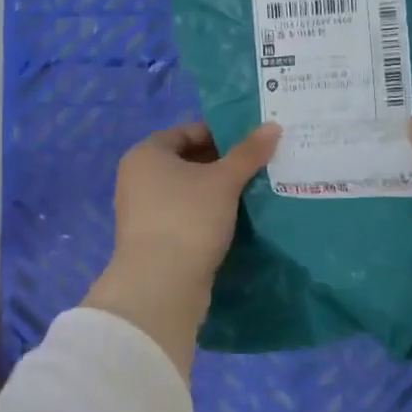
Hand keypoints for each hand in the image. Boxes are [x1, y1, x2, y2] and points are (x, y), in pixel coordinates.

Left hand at [83, 122, 280, 375]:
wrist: (160, 285)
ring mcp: (143, 211)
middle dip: (222, 163)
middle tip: (258, 166)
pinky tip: (235, 220)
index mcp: (146, 154)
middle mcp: (138, 178)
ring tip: (253, 191)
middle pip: (186, 161)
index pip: (186, 131)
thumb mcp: (224, 181)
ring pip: (187, 191)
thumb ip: (248, 152)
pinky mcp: (154, 240)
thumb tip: (273, 126)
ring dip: (216, 191)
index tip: (252, 143)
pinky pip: (185, 215)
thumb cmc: (188, 218)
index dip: (220, 133)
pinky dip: (207, 214)